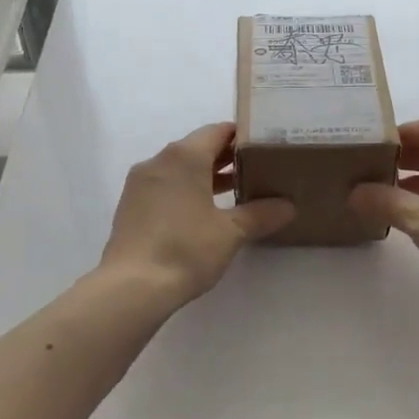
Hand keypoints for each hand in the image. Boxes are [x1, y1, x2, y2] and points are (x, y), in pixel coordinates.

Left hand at [99, 123, 295, 304]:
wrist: (132, 287)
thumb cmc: (186, 249)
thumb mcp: (231, 232)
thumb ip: (261, 214)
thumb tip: (288, 206)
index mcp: (184, 156)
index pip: (217, 131)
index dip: (242, 137)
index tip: (264, 148)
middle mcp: (159, 161)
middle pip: (198, 148)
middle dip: (227, 158)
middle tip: (257, 170)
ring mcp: (140, 183)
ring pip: (180, 169)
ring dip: (206, 176)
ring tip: (237, 192)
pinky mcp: (131, 206)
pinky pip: (165, 187)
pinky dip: (186, 191)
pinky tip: (204, 213)